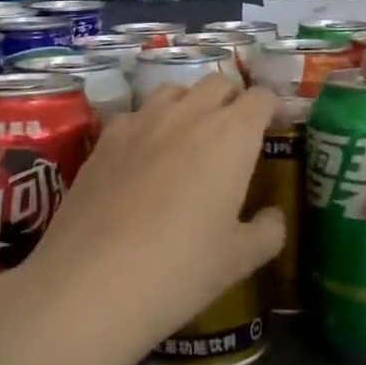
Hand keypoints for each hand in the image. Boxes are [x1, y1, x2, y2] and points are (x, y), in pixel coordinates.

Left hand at [20, 76, 282, 360]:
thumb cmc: (180, 269)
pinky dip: (149, 124)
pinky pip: (136, 114)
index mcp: (232, 135)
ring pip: (175, 90)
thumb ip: (267, 231)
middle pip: (218, 84)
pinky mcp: (106, 137)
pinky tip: (142, 157)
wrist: (91, 281)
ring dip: (190, 104)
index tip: (274, 128)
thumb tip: (273, 216)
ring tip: (189, 138)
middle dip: (232, 101)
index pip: (260, 98)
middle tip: (235, 136)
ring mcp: (142, 120)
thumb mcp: (239, 260)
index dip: (271, 109)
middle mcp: (189, 113)